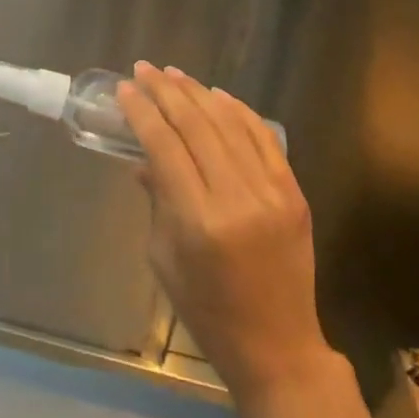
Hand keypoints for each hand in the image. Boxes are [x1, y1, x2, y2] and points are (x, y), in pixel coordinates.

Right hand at [117, 63, 335, 405]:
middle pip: (196, 126)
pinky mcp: (293, 192)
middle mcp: (236, 198)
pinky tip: (217, 95)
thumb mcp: (165, 259)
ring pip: (229, 123)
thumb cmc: (208, 311)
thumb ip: (156, 200)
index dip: (142, 113)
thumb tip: (144, 158)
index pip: (164, 147)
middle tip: (144, 69)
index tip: (125, 89)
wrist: (279, 347)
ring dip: (198, 93)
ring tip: (174, 73)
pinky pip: (263, 137)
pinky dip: (239, 111)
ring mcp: (271, 192)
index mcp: (198, 221)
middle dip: (165, 92)